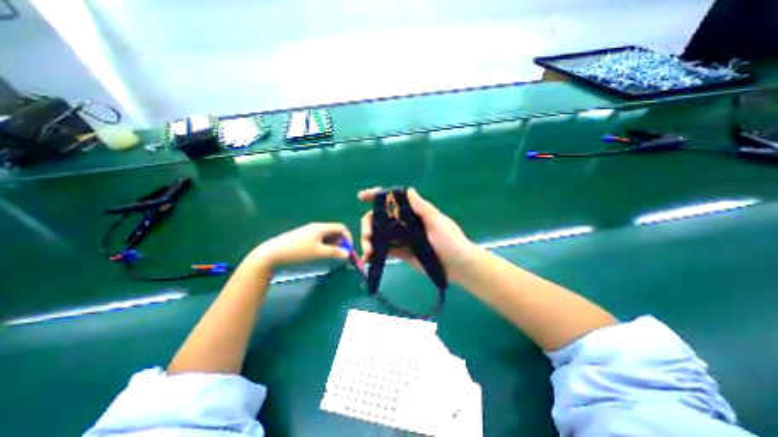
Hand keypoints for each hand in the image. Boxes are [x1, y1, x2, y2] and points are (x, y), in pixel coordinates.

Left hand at [246, 224, 353, 270]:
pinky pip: (319, 239)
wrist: (272, 254)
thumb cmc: (298, 251)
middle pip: (334, 231)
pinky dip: (324, 245)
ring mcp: (309, 232)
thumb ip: (334, 252)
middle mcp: (316, 227)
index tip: (348, 250)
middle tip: (339, 254)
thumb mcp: (318, 252)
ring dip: (332, 245)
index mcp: (321, 227)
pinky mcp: (303, 238)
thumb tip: (348, 254)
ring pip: (326, 236)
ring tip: (330, 255)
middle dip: (340, 242)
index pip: (341, 228)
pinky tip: (319, 253)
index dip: (347, 237)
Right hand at [357, 187, 477, 281]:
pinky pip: (384, 251)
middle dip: (368, 224)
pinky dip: (374, 253)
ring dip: (368, 240)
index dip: (376, 196)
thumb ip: (423, 209)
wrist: (458, 266)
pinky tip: (367, 259)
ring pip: (379, 235)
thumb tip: (409, 190)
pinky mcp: (401, 253)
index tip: (361, 196)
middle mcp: (404, 223)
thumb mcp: (438, 223)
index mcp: (413, 212)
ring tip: (367, 251)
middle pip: (380, 218)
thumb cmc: (451, 241)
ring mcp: (401, 239)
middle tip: (367, 235)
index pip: (393, 200)